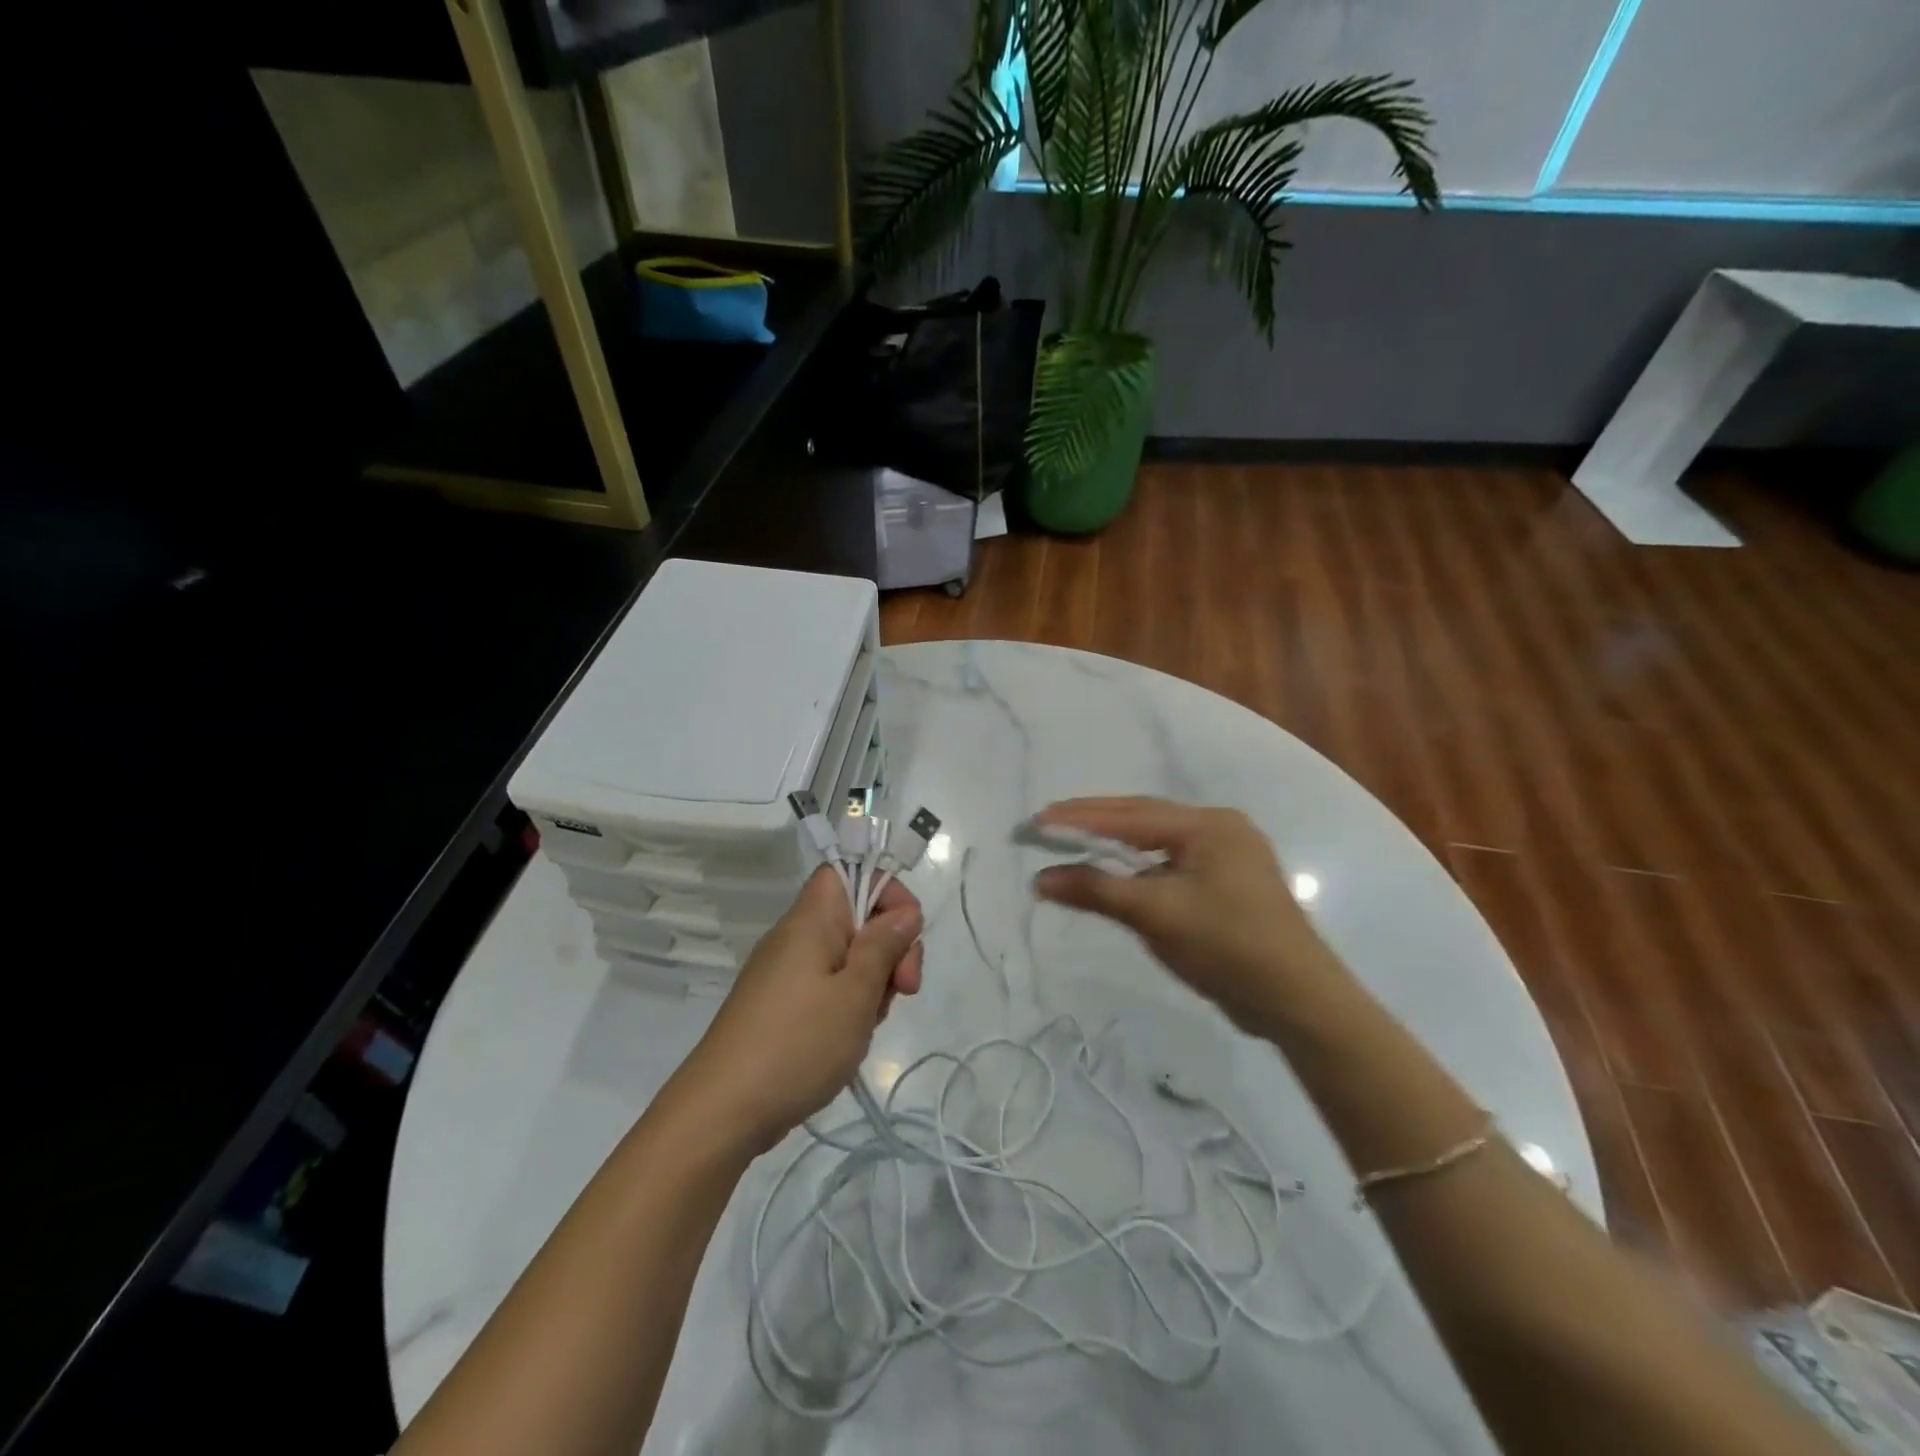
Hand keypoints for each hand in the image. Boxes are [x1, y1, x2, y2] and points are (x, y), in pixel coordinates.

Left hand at [675, 864, 923, 1152]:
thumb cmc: (797, 1044)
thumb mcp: (856, 993)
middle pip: (857, 917)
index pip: (851, 872)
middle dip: (890, 949)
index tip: (906, 938)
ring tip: (867, 1024)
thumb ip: (884, 946)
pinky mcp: (780, 1004)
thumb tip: (904, 913)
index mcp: (811, 920)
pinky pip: (827, 986)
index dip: (887, 892)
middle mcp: (796, 936)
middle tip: (903, 992)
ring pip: (847, 956)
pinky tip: (848, 1039)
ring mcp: (785, 972)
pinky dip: (848, 1005)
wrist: (722, 1112)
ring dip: (872, 983)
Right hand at [1032, 797, 1346, 1032]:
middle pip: (1144, 818)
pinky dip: (1138, 867)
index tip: (1037, 820)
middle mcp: (1220, 829)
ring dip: (1115, 843)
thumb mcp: (1156, 915)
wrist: (1298, 1001)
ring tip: (1073, 842)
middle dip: (1095, 822)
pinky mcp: (1228, 883)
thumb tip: (1040, 879)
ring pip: (1158, 841)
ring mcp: (1228, 855)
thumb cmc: (1227, 947)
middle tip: (1047, 824)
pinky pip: (1171, 863)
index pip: (1130, 814)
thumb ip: (1096, 889)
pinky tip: (1117, 872)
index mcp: (1208, 825)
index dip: (1080, 817)